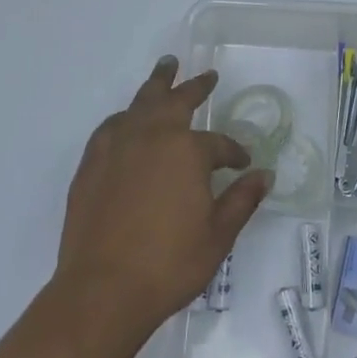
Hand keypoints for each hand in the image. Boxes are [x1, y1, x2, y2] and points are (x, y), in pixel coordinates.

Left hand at [56, 57, 272, 330]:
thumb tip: (264, 175)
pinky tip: (129, 119)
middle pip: (176, 100)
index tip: (242, 163)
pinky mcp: (92, 162)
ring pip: (141, 102)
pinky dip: (126, 115)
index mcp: (187, 150)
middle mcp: (152, 135)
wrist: (102, 289)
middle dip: (195, 87)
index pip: (219, 144)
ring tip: (166, 68)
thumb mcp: (218, 235)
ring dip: (157, 84)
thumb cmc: (169, 264)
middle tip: (207, 76)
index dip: (234, 153)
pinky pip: (112, 125)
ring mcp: (117, 145)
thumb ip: (242, 200)